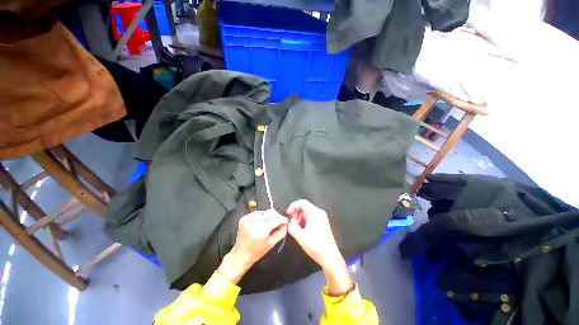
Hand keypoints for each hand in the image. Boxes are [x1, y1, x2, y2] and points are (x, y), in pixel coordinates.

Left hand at [218, 209, 287, 283]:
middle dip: (276, 217)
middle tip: (278, 223)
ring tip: (268, 225)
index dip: (283, 219)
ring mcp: (248, 219)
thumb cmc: (256, 252)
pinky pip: (257, 213)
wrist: (240, 254)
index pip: (276, 218)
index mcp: (261, 230)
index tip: (285, 221)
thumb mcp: (272, 244)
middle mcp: (254, 222)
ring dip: (269, 216)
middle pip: (271, 213)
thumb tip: (285, 224)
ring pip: (264, 212)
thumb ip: (281, 232)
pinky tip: (261, 224)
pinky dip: (261, 217)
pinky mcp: (244, 218)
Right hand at [286, 200, 352, 294]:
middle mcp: (319, 213)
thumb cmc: (315, 245)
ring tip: (296, 228)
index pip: (302, 202)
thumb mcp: (300, 236)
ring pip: (308, 213)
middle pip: (305, 207)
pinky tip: (302, 230)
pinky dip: (305, 221)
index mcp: (315, 213)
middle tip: (292, 223)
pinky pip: (312, 218)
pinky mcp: (323, 224)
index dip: (293, 206)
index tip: (288, 214)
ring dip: (300, 218)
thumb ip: (292, 227)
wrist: (330, 257)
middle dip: (296, 213)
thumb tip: (290, 223)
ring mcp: (322, 218)